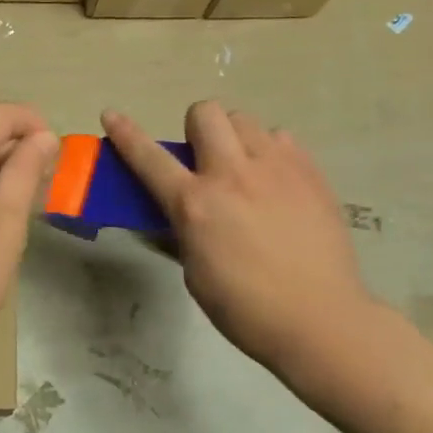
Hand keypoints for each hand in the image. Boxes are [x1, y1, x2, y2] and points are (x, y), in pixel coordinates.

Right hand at [102, 103, 381, 393]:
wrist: (320, 320)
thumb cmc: (246, 308)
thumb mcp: (195, 271)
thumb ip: (185, 229)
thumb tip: (181, 211)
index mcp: (195, 204)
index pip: (149, 158)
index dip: (125, 134)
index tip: (111, 115)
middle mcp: (232, 175)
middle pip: (206, 113)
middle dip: (196, 128)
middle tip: (203, 159)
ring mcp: (276, 168)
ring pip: (245, 120)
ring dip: (234, 138)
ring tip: (244, 169)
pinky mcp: (310, 173)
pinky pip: (281, 138)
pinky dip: (270, 151)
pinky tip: (275, 181)